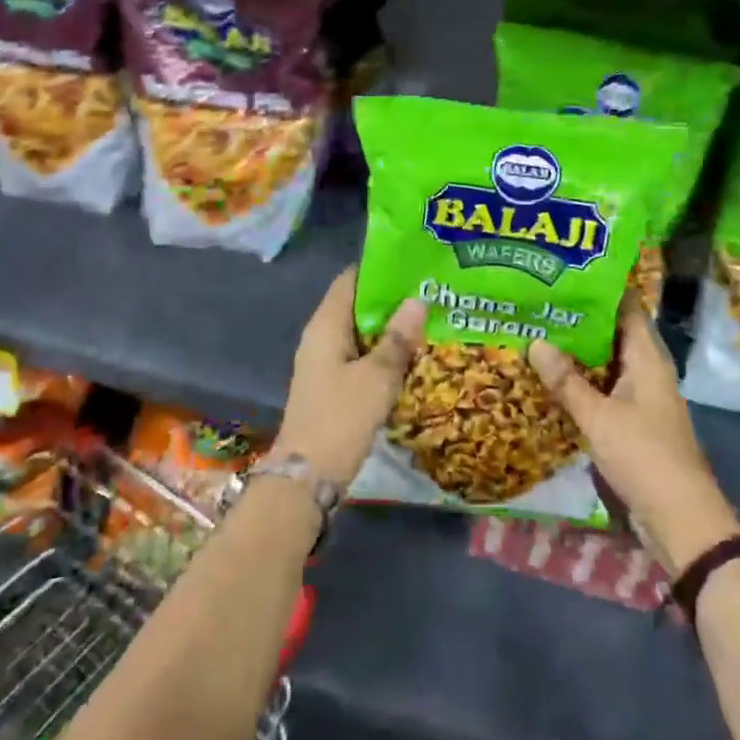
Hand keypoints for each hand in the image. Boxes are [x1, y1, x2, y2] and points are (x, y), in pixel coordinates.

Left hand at [278, 267, 426, 487]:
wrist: (308, 476)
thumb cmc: (341, 417)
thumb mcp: (377, 376)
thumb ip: (397, 338)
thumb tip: (418, 299)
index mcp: (326, 326)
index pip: (350, 280)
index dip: (379, 268)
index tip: (412, 263)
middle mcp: (321, 338)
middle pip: (357, 306)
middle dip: (391, 299)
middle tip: (431, 290)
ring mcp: (326, 363)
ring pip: (361, 333)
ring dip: (390, 328)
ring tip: (429, 318)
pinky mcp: (333, 386)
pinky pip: (361, 357)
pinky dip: (383, 352)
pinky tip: (412, 355)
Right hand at [529, 299, 739, 572]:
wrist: (679, 517)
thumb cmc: (644, 456)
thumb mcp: (599, 417)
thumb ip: (567, 381)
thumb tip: (535, 341)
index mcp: (648, 359)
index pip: (627, 308)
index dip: (600, 290)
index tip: (564, 275)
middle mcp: (647, 371)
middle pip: (613, 334)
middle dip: (579, 321)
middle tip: (539, 303)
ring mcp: (641, 397)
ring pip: (606, 363)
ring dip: (578, 353)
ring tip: (537, 333)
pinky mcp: (632, 421)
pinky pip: (604, 389)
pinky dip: (581, 381)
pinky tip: (551, 379)